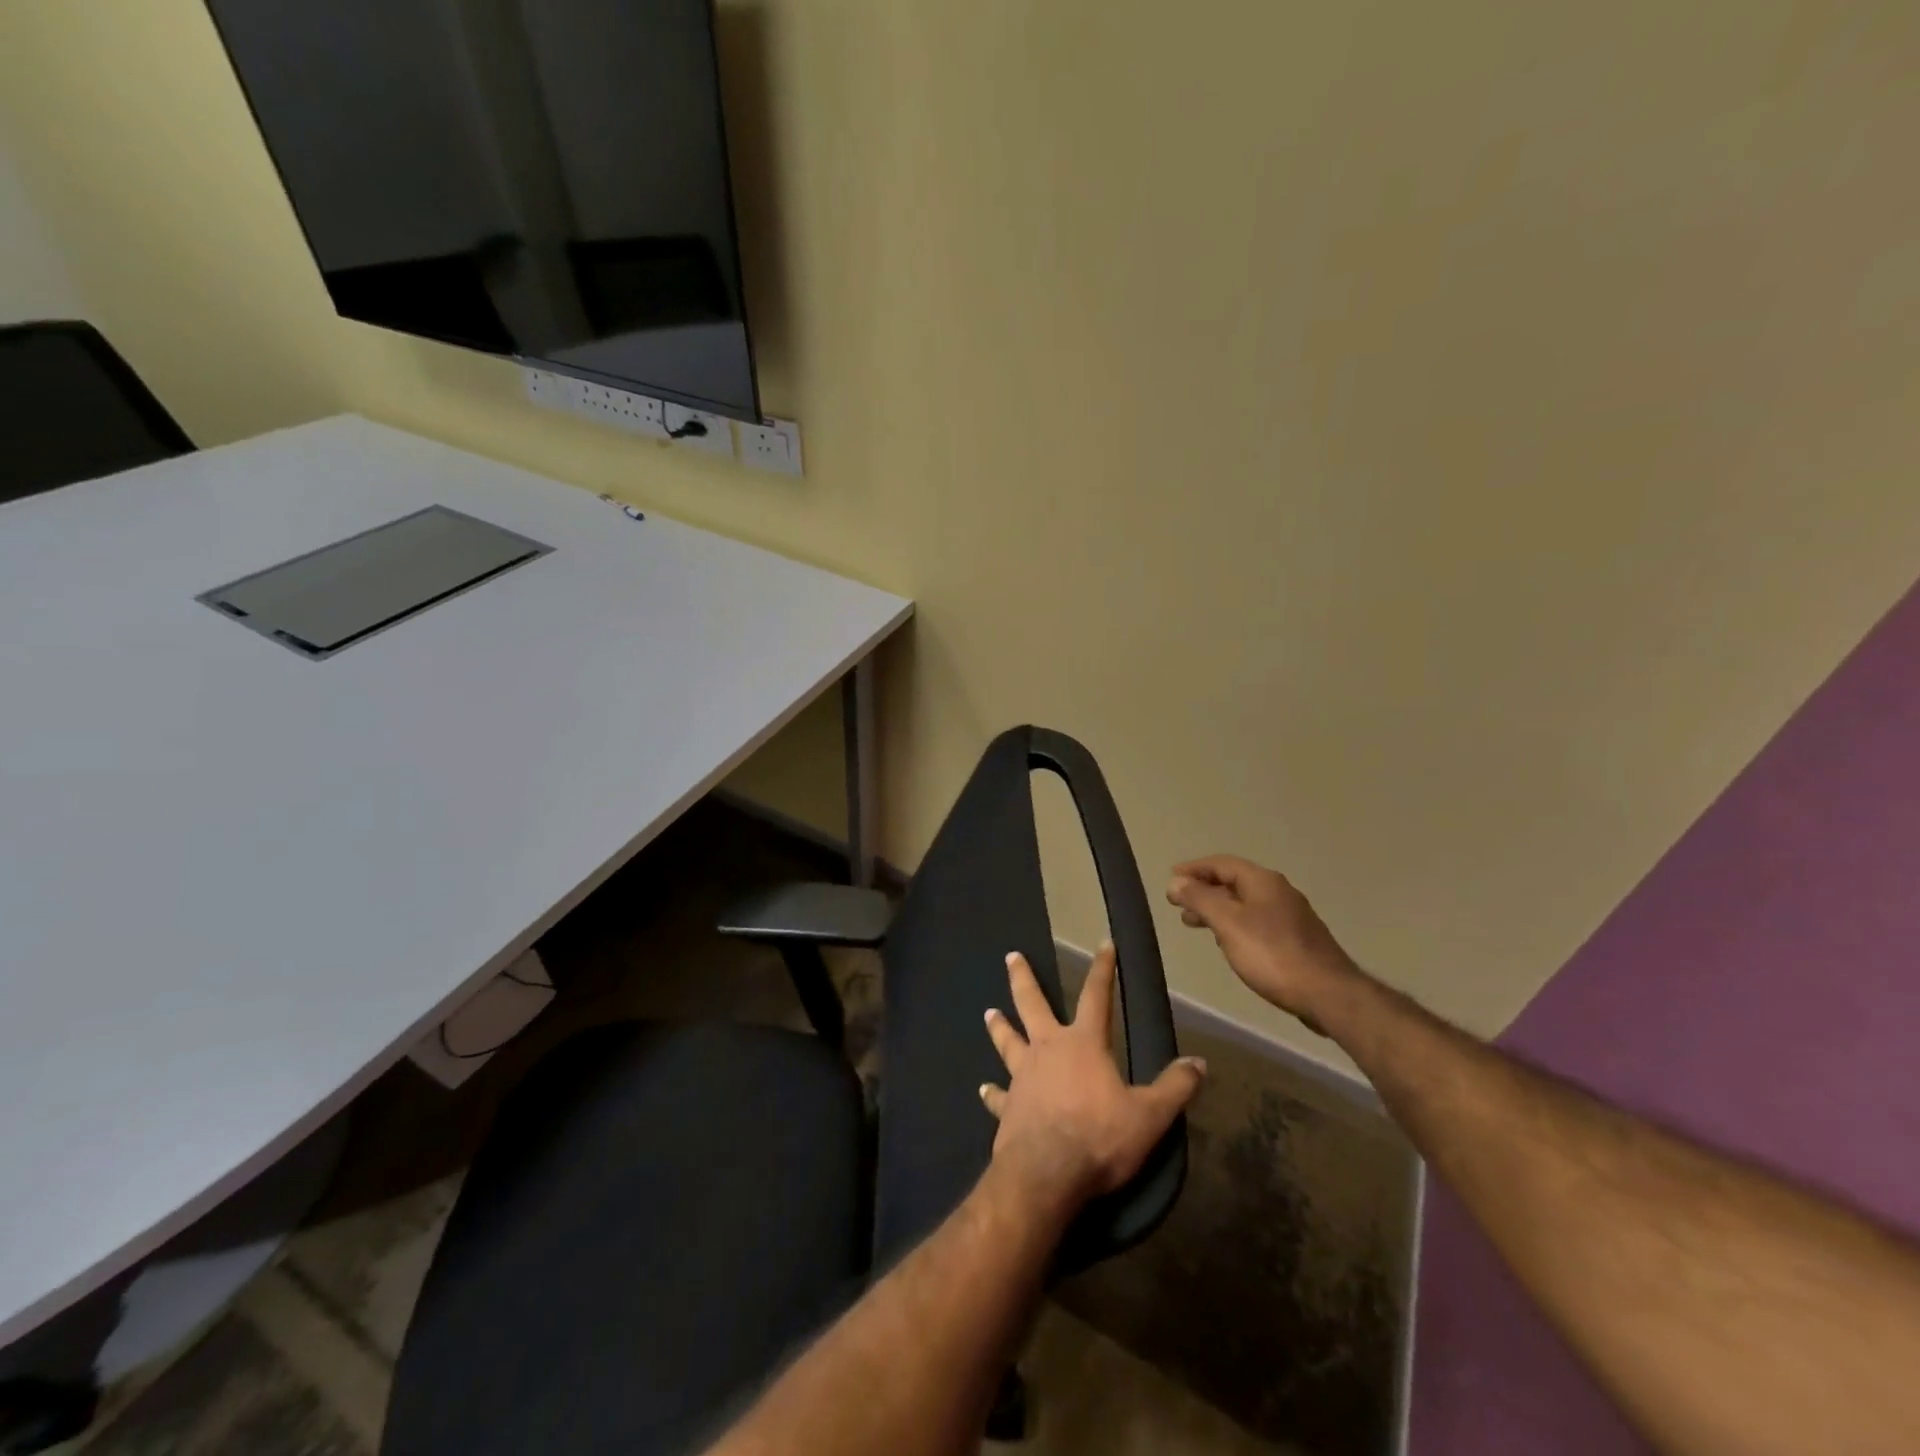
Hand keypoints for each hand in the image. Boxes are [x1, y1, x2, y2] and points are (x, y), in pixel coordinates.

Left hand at [980, 943, 1205, 1219]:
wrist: (1046, 1174)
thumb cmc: (1099, 1138)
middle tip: (1010, 955)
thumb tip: (1199, 1063)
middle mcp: (1047, 1049)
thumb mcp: (1149, 1116)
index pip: (1096, 996)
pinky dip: (991, 1092)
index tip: (1104, 943)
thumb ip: (1174, 1088)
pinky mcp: (1007, 1107)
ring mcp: (1022, 1076)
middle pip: (1032, 1004)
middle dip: (1023, 978)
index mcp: (1083, 1044)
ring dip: (999, 1026)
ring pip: (1008, 1041)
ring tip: (988, 1012)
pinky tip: (983, 1089)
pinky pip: (997, 1096)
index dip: (1103, 969)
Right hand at [1166, 855, 1361, 1032]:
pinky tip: (1227, 942)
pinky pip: (1256, 922)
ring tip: (1195, 924)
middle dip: (1204, 890)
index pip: (1222, 863)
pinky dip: (1234, 924)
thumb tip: (1175, 882)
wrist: (1328, 994)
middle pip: (1234, 882)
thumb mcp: (1228, 923)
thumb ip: (1200, 899)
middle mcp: (1279, 892)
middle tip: (1178, 904)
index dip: (1194, 869)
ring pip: (1245, 904)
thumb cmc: (1272, 954)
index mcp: (1263, 881)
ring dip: (1217, 909)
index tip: (1171, 879)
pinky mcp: (1297, 940)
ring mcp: (1291, 916)